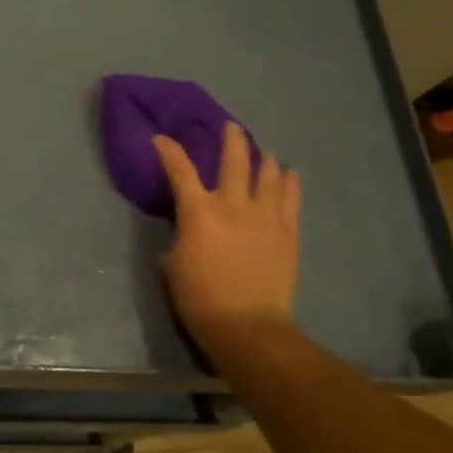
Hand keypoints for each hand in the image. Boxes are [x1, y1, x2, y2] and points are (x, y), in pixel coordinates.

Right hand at [153, 123, 300, 350]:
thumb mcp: (173, 265)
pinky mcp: (288, 233)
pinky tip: (289, 175)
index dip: (169, 150)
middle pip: (234, 161)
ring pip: (268, 175)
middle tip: (230, 127)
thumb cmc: (200, 298)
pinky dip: (290, 183)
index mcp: (199, 213)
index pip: (180, 170)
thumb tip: (187, 232)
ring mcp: (265, 217)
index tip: (161, 138)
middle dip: (230, 140)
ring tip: (263, 152)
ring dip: (264, 159)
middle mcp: (234, 206)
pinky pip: (291, 199)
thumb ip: (180, 238)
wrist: (248, 326)